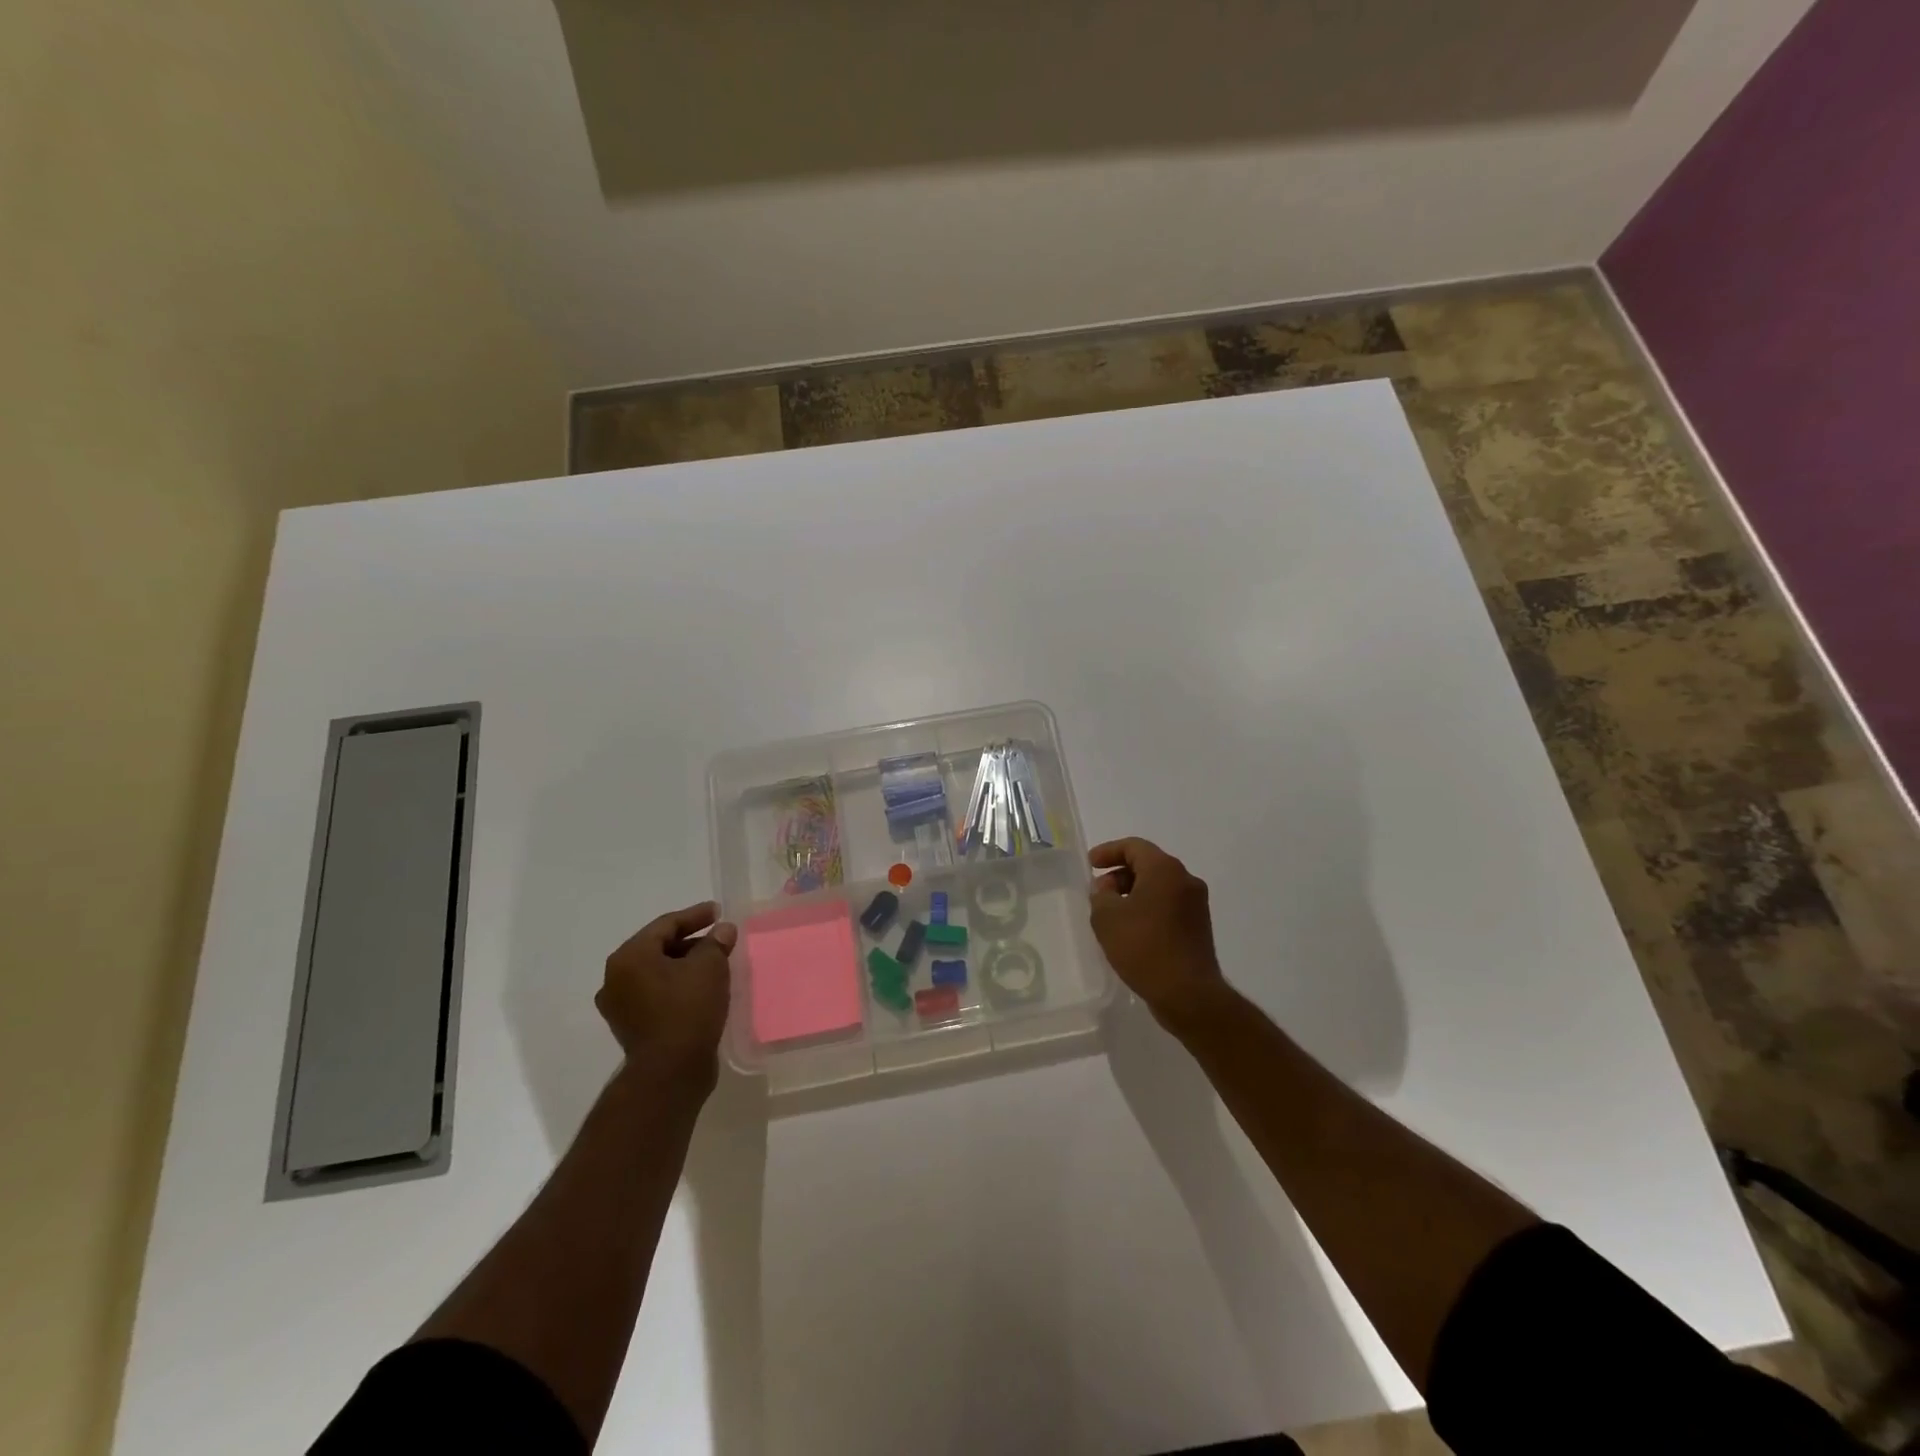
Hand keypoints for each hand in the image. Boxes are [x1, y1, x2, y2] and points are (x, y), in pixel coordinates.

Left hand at [596, 901, 737, 1085]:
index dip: (695, 916)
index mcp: (629, 957)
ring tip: (713, 963)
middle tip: (719, 938)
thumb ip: (716, 942)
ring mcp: (620, 1006)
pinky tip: (700, 989)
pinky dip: (676, 986)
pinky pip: (655, 995)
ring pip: (656, 973)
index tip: (718, 911)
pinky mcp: (630, 1027)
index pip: (665, 925)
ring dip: (684, 965)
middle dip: (690, 941)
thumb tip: (722, 930)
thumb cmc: (688, 1008)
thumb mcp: (709, 967)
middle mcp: (615, 979)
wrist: (671, 1072)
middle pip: (658, 948)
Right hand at [1089, 837, 1228, 1030]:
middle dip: (1120, 874)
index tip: (1090, 864)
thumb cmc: (1144, 948)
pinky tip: (1132, 929)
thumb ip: (1100, 895)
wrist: (1188, 994)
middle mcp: (1185, 880)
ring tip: (1112, 913)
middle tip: (1099, 892)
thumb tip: (1108, 890)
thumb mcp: (1107, 918)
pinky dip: (1148, 907)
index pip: (1134, 846)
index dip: (1108, 851)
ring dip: (1133, 892)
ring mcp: (1196, 904)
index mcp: (1165, 870)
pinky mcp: (1198, 926)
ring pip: (1159, 886)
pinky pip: (1168, 904)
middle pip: (1148, 864)